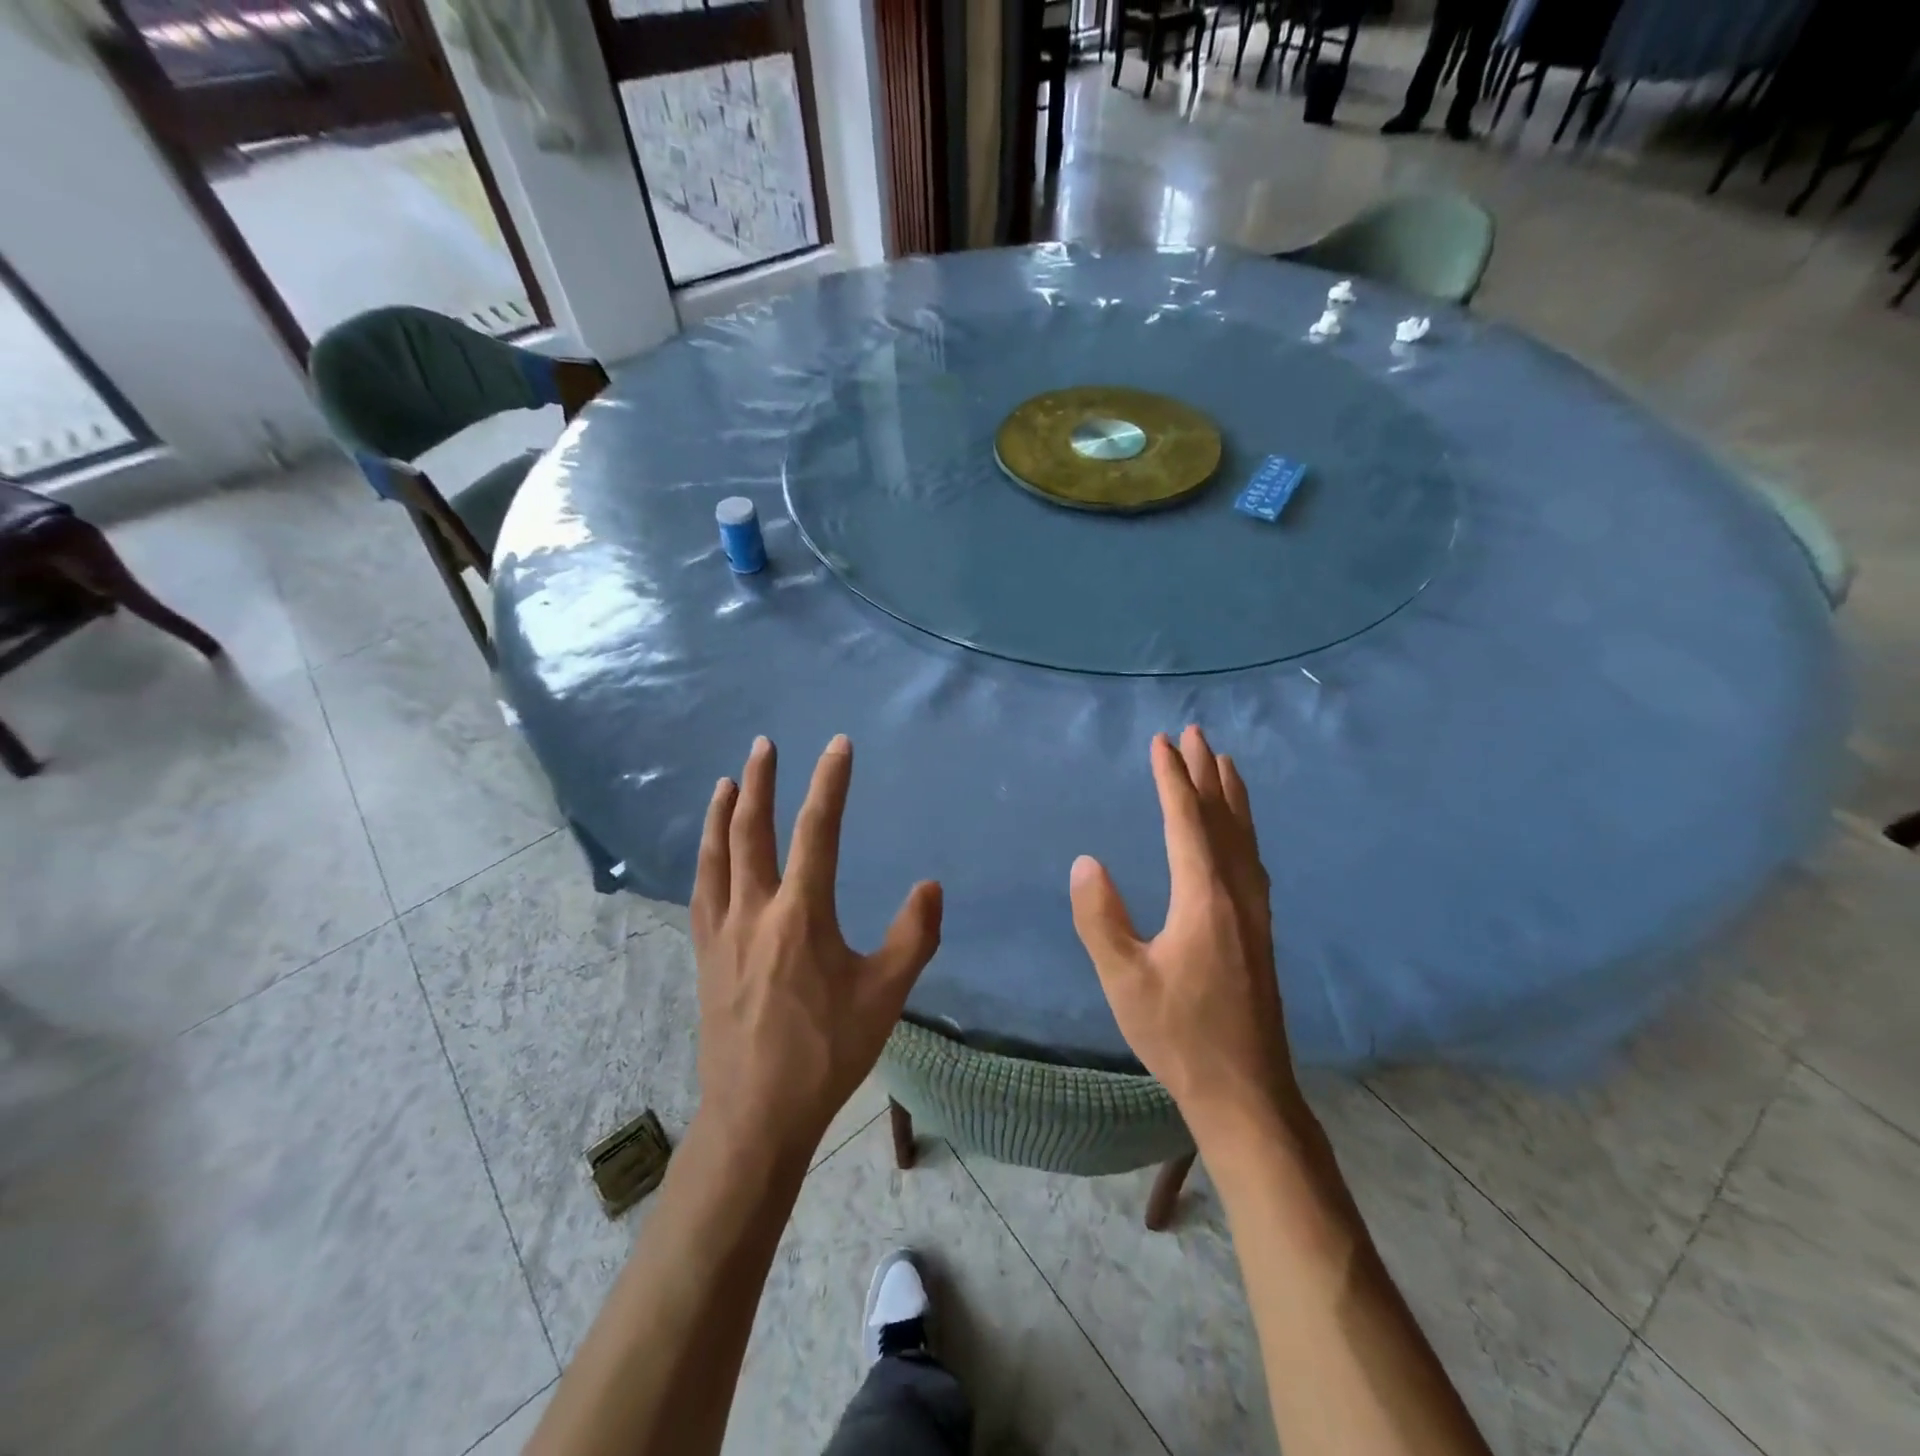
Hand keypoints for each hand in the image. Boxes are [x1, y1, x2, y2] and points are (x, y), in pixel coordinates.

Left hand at [690, 735, 942, 1161]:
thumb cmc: (827, 1052)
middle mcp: (755, 911)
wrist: (756, 1114)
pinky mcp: (704, 956)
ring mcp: (722, 933)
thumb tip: (932, 886)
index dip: (829, 783)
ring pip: (717, 857)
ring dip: (723, 814)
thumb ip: (914, 936)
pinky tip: (710, 854)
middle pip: (753, 831)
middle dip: (761, 782)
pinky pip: (702, 892)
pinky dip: (706, 859)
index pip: (817, 831)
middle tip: (764, 743)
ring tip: (729, 781)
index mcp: (801, 915)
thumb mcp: (886, 996)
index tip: (837, 745)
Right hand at [1069, 727, 1302, 1149]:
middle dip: (1206, 773)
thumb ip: (1101, 918)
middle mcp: (1236, 893)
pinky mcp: (1260, 930)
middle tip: (1196, 732)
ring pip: (1243, 837)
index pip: (1185, 821)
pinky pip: (1251, 859)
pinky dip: (1243, 829)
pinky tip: (1239, 835)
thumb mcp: (1124, 979)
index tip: (1161, 743)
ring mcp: (1255, 912)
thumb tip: (1085, 862)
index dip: (1172, 779)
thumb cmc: (1179, 1035)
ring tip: (1225, 762)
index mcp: (1204, 898)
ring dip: (1231, 795)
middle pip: (1221, 818)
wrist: (1246, 1091)